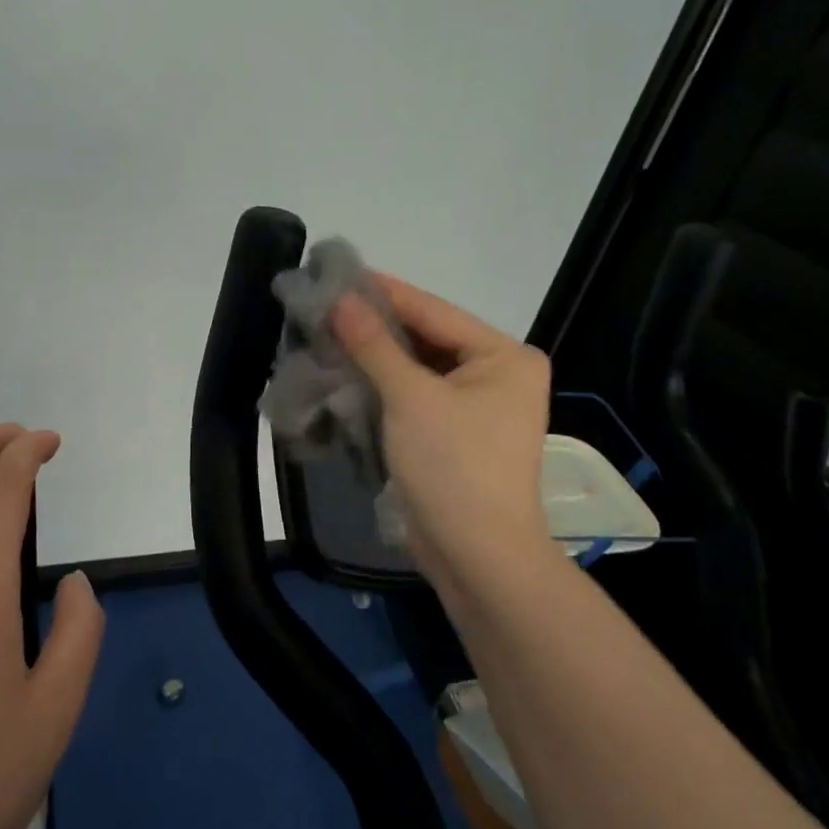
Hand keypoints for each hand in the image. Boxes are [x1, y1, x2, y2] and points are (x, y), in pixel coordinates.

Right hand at [332, 277, 561, 610]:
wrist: (478, 557)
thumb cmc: (453, 466)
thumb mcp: (410, 397)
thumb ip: (374, 344)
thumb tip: (340, 299)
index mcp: (504, 355)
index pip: (433, 310)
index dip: (383, 292)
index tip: (336, 272)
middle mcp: (498, 372)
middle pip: (427, 337)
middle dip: (376, 326)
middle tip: (323, 304)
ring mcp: (479, 404)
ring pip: (419, 367)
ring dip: (376, 356)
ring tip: (326, 332)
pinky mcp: (457, 431)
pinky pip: (417, 394)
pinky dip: (385, 385)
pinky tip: (347, 370)